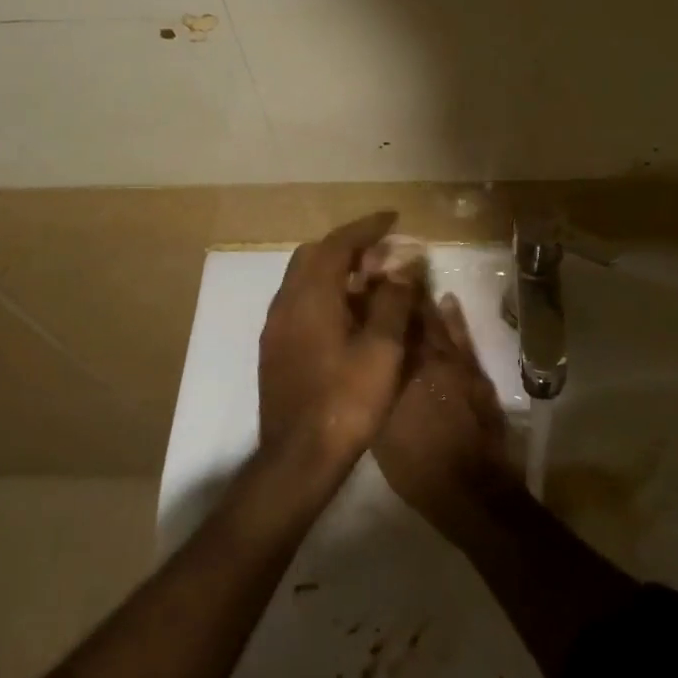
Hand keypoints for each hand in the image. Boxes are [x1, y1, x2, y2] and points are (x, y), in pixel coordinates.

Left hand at [257, 212, 421, 472]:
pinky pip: (300, 304)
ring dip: (336, 273)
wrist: (298, 459)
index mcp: (310, 297)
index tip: (393, 218)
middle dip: (349, 248)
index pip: (337, 244)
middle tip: (383, 256)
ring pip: (304, 281)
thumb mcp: (382, 350)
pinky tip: (349, 319)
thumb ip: (393, 301)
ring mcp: (275, 328)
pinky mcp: (274, 350)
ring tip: (371, 285)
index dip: (367, 227)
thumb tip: (403, 266)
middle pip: (314, 256)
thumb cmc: (347, 401)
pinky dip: (325, 296)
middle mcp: (285, 303)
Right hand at [374, 293, 522, 546]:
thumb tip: (363, 363)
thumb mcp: (380, 431)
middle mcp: (425, 360)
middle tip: (383, 270)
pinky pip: (463, 337)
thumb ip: (374, 391)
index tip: (360, 283)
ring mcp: (454, 364)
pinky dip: (454, 318)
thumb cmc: (417, 468)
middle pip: (408, 319)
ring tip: (409, 276)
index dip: (370, 306)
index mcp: (397, 374)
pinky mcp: (475, 373)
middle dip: (395, 294)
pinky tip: (448, 300)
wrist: (470, 488)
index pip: (382, 329)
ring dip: (422, 300)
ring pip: (435, 323)